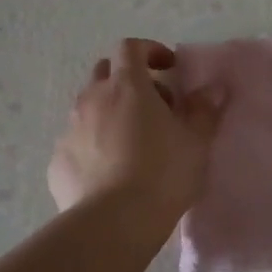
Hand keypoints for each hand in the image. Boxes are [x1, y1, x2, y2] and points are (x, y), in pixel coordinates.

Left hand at [48, 39, 223, 223]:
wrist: (113, 223)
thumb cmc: (162, 173)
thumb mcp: (196, 141)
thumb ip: (204, 110)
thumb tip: (214, 88)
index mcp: (126, 86)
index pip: (130, 48)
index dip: (149, 50)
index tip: (169, 67)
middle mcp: (92, 99)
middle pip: (105, 73)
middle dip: (128, 81)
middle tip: (154, 107)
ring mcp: (70, 130)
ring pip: (89, 108)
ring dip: (110, 113)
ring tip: (133, 144)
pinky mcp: (57, 161)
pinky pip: (77, 142)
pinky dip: (94, 146)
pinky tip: (111, 173)